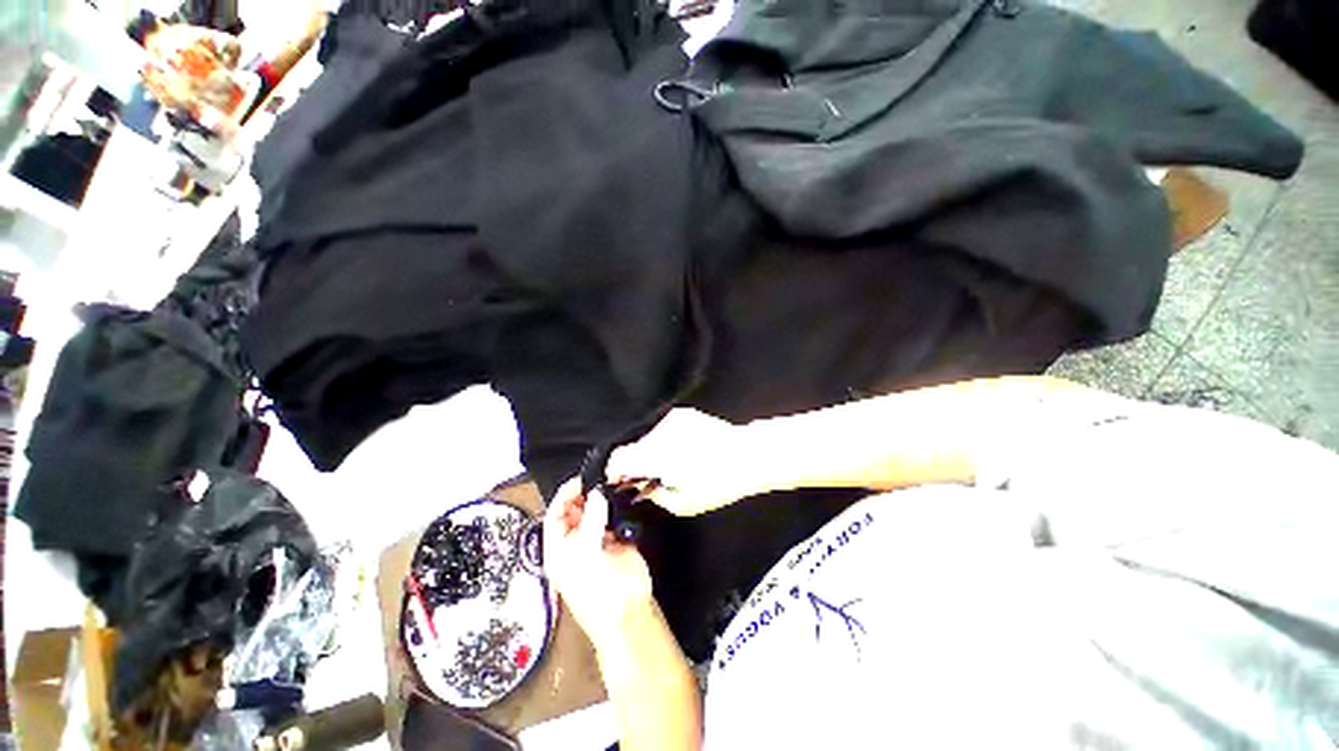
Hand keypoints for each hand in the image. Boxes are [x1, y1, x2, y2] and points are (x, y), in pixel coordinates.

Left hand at [543, 480, 652, 649]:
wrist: (628, 611)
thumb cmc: (597, 588)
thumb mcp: (586, 552)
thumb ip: (592, 518)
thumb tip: (597, 492)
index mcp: (558, 547)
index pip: (555, 513)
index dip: (566, 494)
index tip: (583, 478)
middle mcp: (575, 541)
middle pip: (575, 510)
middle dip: (586, 494)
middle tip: (601, 478)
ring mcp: (596, 539)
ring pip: (596, 511)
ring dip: (602, 498)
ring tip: (613, 482)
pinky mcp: (616, 539)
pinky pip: (614, 517)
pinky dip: (617, 506)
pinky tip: (623, 495)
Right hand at [606, 409, 761, 516]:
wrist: (748, 454)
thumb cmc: (718, 483)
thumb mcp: (683, 503)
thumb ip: (654, 495)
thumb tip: (641, 488)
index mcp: (657, 455)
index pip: (619, 458)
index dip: (615, 472)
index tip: (621, 483)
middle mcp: (660, 432)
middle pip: (634, 448)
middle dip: (637, 464)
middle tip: (652, 479)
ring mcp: (672, 419)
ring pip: (648, 438)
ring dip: (652, 452)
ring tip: (673, 465)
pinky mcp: (683, 414)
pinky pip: (663, 430)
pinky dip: (666, 442)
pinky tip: (684, 451)